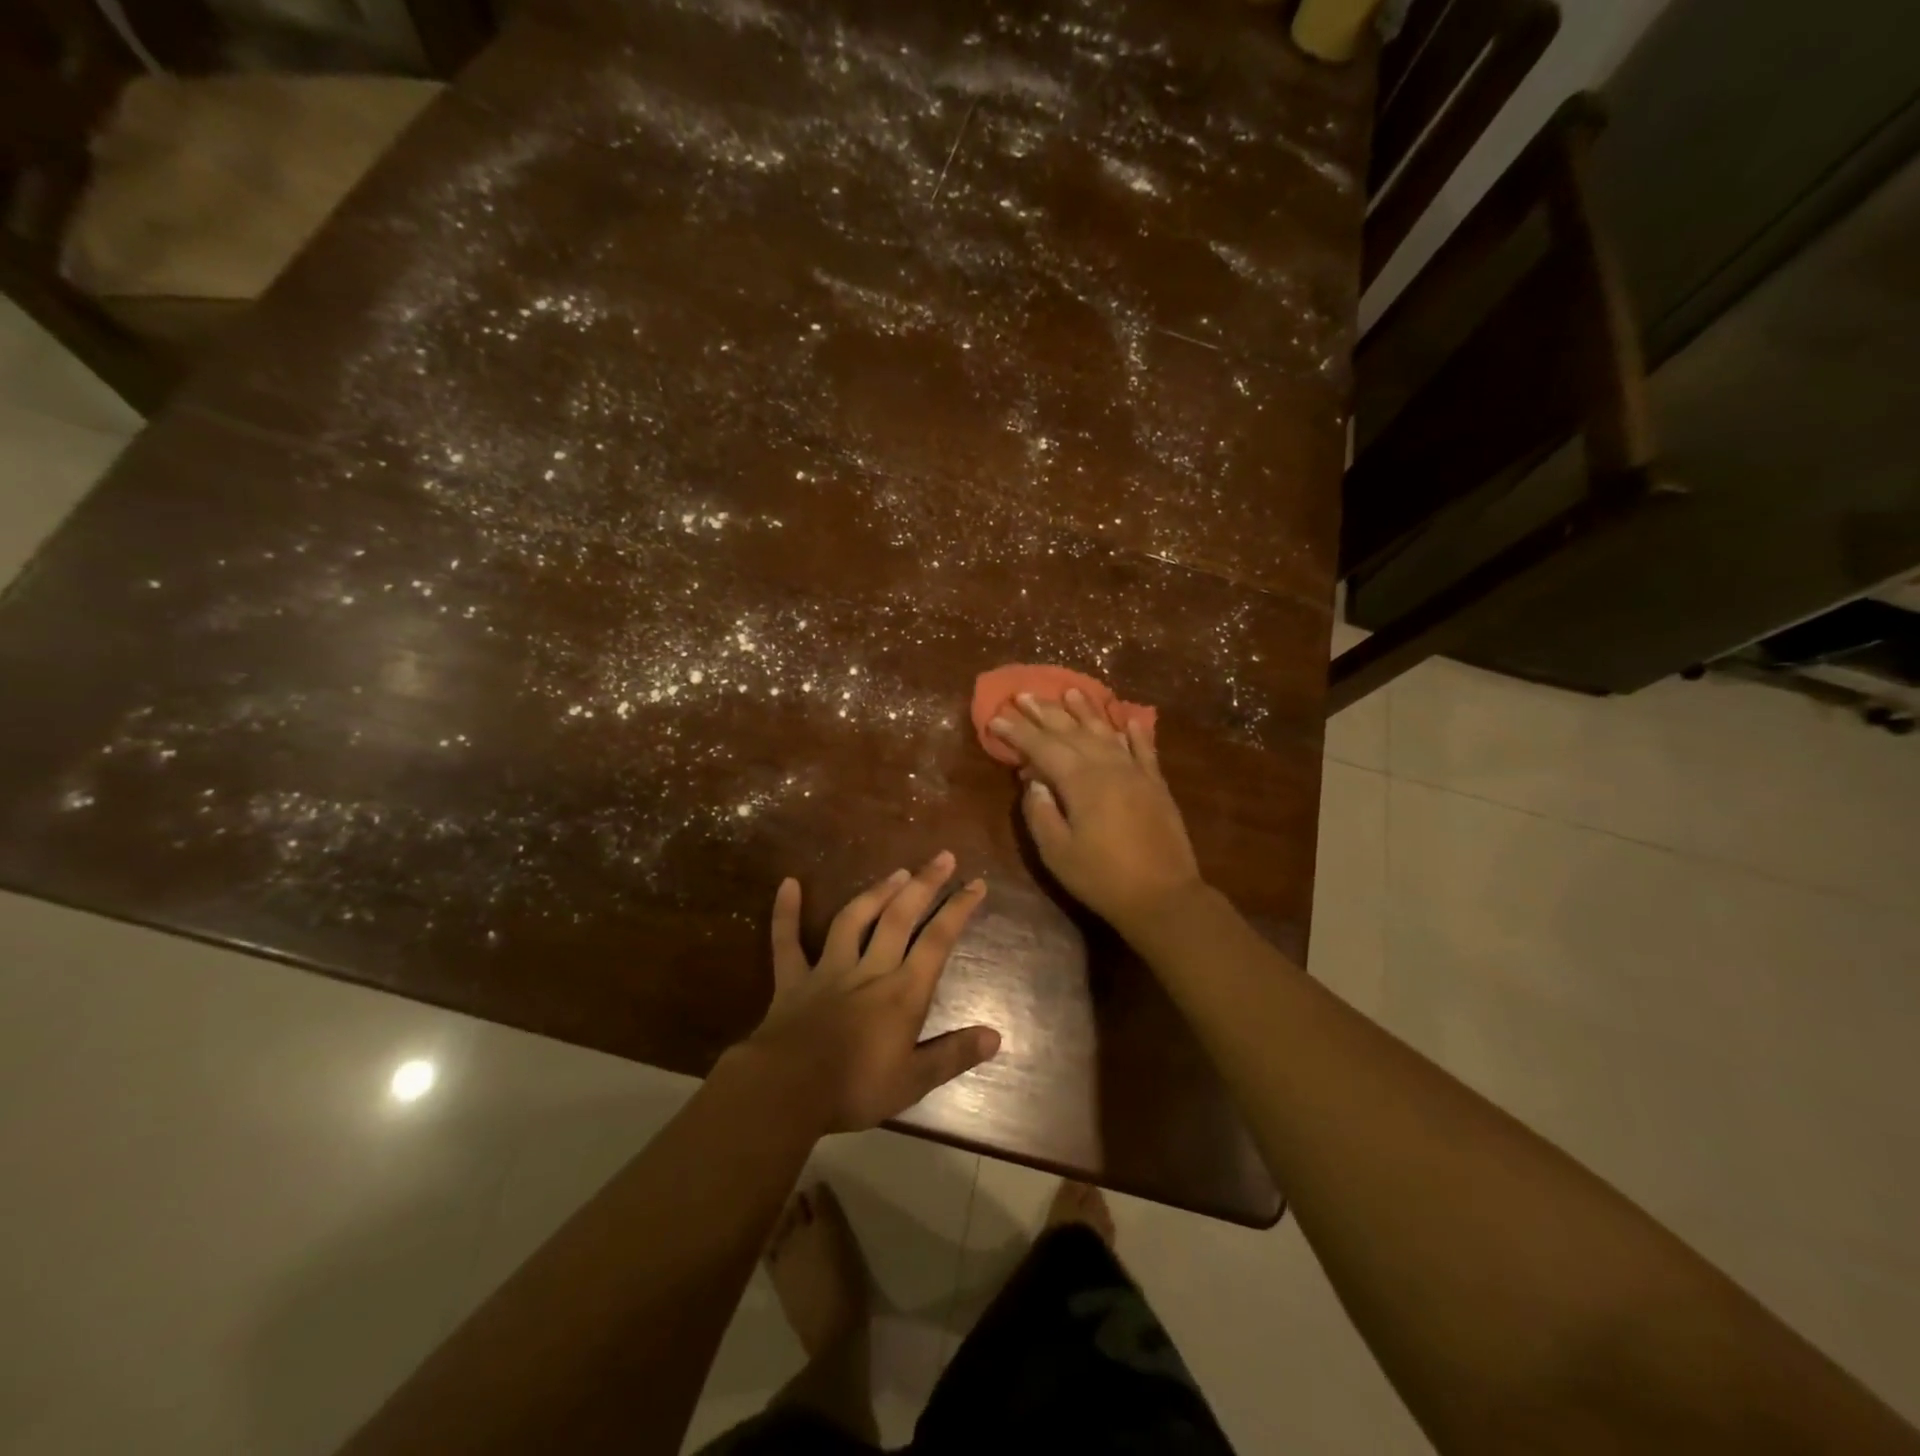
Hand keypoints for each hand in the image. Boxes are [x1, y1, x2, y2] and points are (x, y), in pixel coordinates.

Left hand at [740, 852, 999, 1132]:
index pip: (937, 941)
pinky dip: (786, 913)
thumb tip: (995, 1036)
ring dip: (876, 892)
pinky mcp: (793, 980)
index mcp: (902, 992)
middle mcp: (869, 970)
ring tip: (897, 871)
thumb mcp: (913, 1081)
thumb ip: (953, 1055)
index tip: (976, 883)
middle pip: (899, 918)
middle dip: (924, 885)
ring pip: (853, 920)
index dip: (958, 909)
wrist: (787, 1091)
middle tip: (943, 856)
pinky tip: (788, 884)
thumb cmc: (855, 1089)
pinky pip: (787, 941)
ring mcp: (828, 970)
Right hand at [988, 689, 1203, 935]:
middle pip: (1072, 731)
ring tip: (1070, 691)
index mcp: (1081, 781)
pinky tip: (1127, 719)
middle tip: (1024, 694)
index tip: (996, 717)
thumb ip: (1040, 812)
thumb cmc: (1102, 877)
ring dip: (1086, 711)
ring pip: (1106, 732)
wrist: (1164, 896)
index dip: (1017, 732)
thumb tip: (1033, 781)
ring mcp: (1136, 772)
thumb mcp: (1057, 852)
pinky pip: (1144, 749)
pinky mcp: (1156, 784)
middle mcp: (1108, 766)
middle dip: (1045, 713)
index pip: (1041, 747)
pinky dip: (1134, 731)